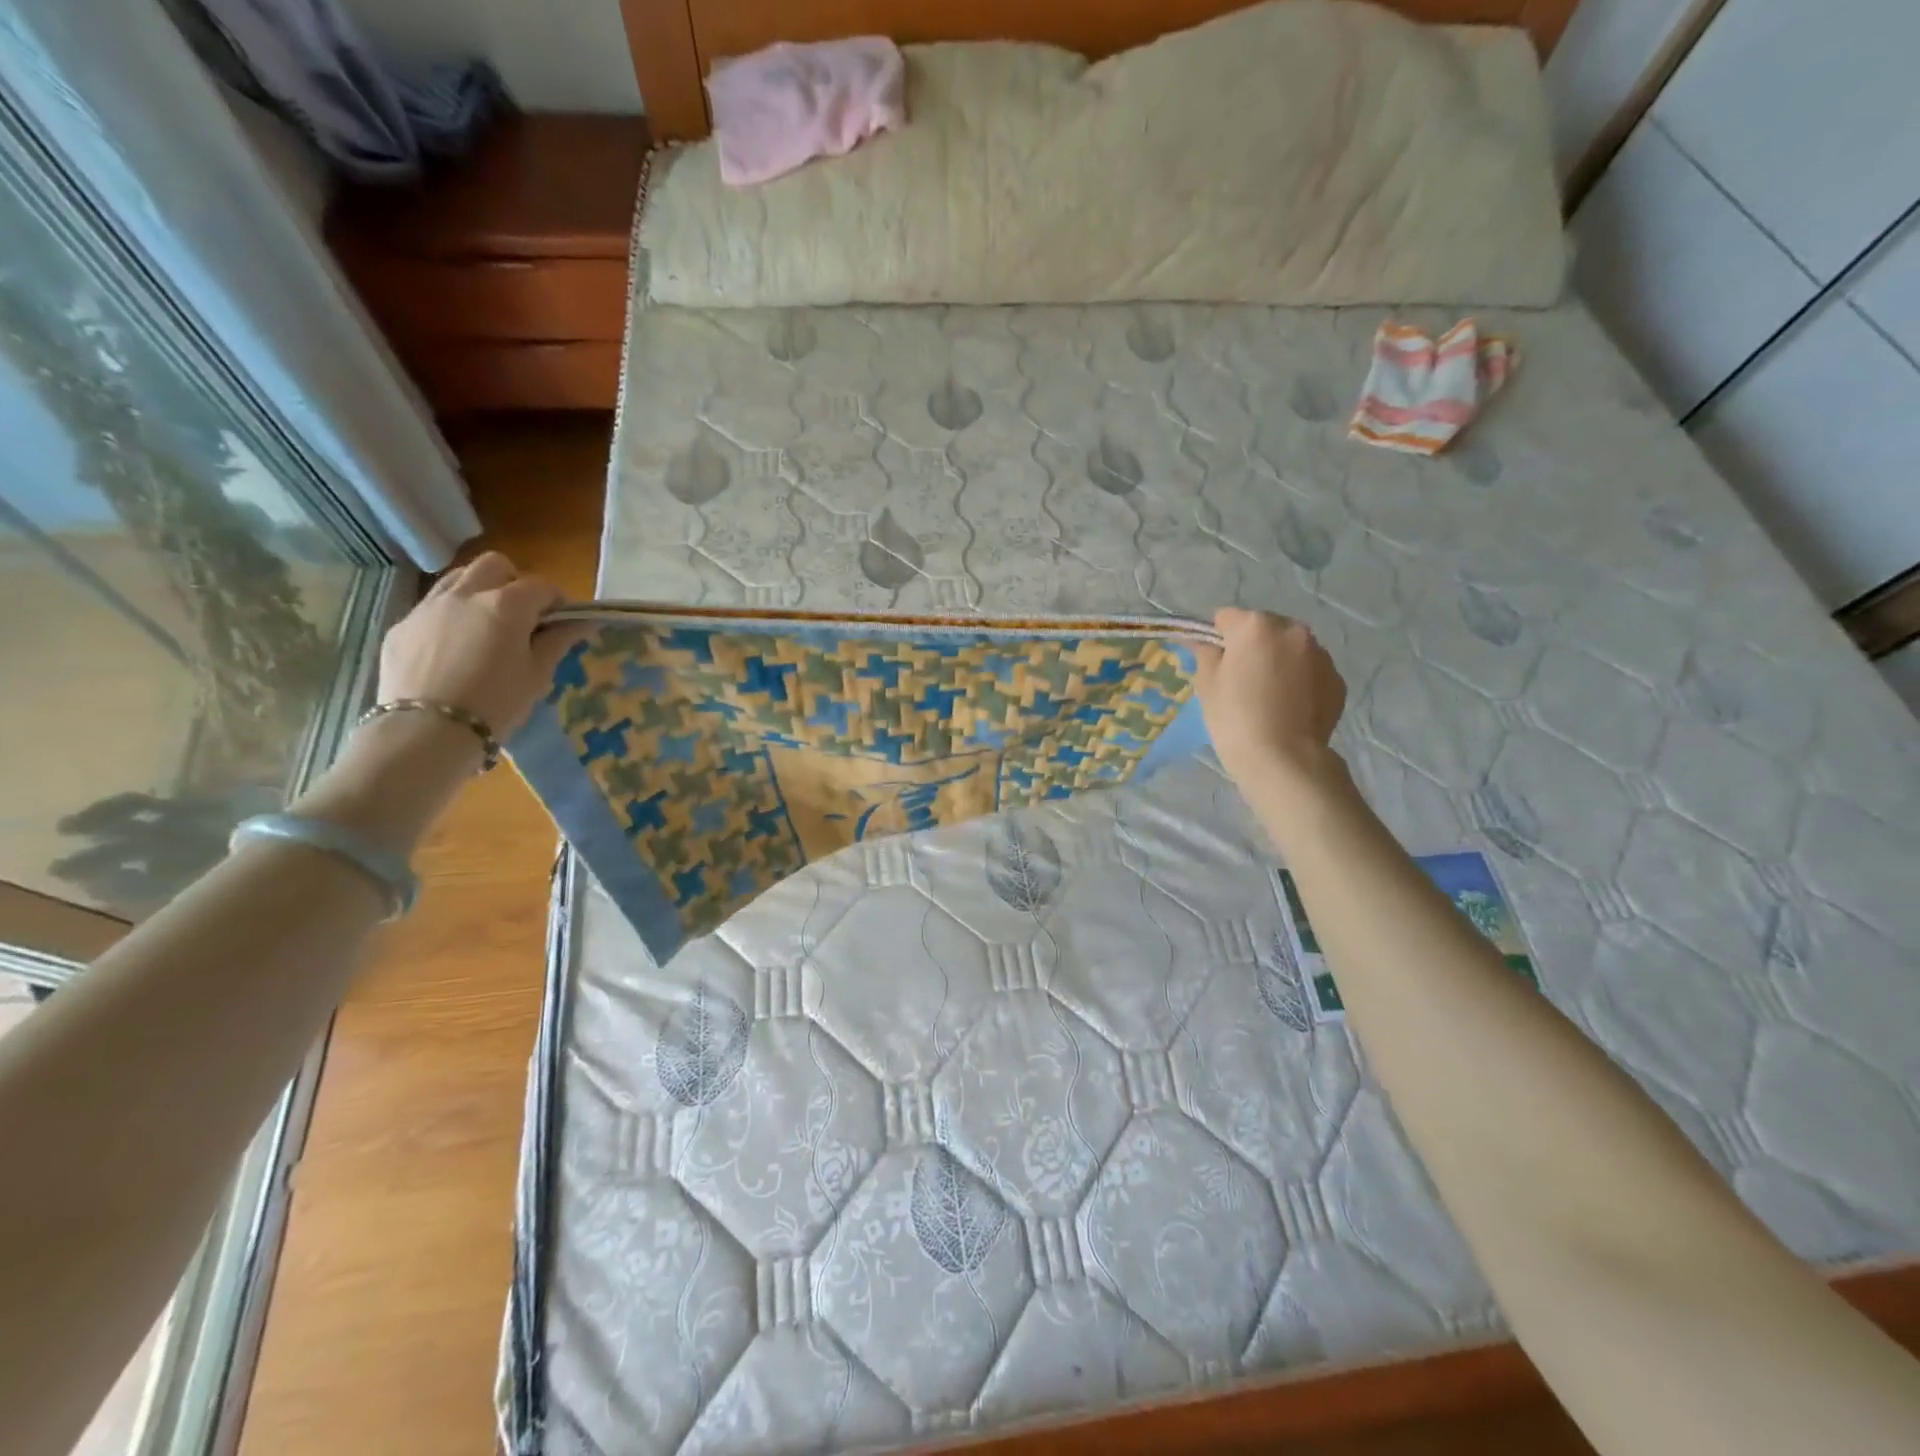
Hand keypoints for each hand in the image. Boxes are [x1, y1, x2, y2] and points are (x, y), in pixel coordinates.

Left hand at [376, 552, 584, 739]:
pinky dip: (450, 616)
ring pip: (458, 578)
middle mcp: (466, 594)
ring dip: (479, 591)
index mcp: (506, 605)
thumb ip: (558, 641)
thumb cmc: (497, 704)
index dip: (557, 601)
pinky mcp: (402, 626)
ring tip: (486, 626)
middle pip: (495, 565)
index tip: (562, 623)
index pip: (541, 586)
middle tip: (523, 616)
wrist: (427, 731)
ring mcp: (428, 607)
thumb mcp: (538, 675)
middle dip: (514, 582)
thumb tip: (581, 622)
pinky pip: (431, 607)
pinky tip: (454, 650)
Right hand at [1193, 608, 1347, 791]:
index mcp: (1256, 626)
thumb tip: (1204, 642)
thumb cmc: (1234, 718)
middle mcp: (1293, 630)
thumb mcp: (1207, 684)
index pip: (1226, 617)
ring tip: (1268, 696)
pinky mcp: (1337, 679)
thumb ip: (1205, 654)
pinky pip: (1310, 670)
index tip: (1215, 662)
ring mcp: (1320, 654)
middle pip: (1263, 628)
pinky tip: (1288, 707)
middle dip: (1252, 646)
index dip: (1216, 638)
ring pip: (1290, 648)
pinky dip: (1299, 680)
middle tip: (1242, 680)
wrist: (1283, 758)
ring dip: (1278, 661)